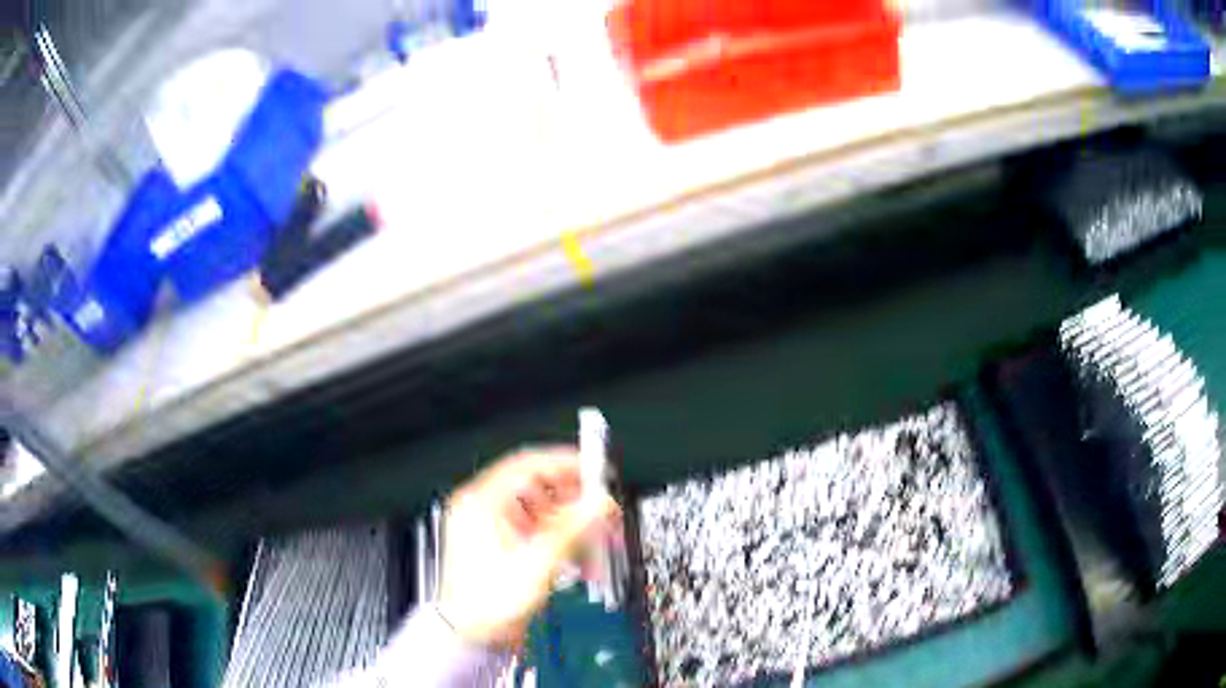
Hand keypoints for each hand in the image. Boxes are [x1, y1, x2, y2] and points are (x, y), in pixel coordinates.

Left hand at [438, 446, 619, 647]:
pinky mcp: (502, 547)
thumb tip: (599, 504)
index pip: (528, 464)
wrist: (472, 635)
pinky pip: (537, 532)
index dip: (564, 464)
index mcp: (481, 502)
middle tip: (601, 508)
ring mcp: (492, 528)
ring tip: (595, 537)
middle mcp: (484, 509)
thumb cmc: (487, 602)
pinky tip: (580, 557)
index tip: (593, 470)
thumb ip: (573, 528)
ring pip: (541, 512)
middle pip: (538, 488)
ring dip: (572, 524)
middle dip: (574, 499)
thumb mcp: (537, 562)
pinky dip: (560, 540)